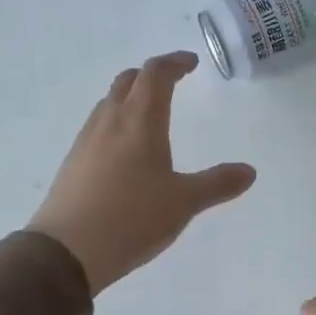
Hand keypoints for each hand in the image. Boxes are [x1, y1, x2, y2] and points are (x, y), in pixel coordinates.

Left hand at [29, 51, 255, 294]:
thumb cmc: (132, 218)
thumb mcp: (183, 202)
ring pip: (109, 103)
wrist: (67, 251)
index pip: (156, 75)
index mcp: (140, 122)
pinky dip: (116, 123)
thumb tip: (249, 171)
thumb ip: (217, 184)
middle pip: (128, 81)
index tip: (191, 63)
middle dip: (151, 75)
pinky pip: (97, 128)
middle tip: (171, 82)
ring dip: (130, 97)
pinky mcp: (73, 163)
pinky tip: (124, 151)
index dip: (174, 63)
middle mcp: (110, 122)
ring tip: (149, 114)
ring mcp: (86, 142)